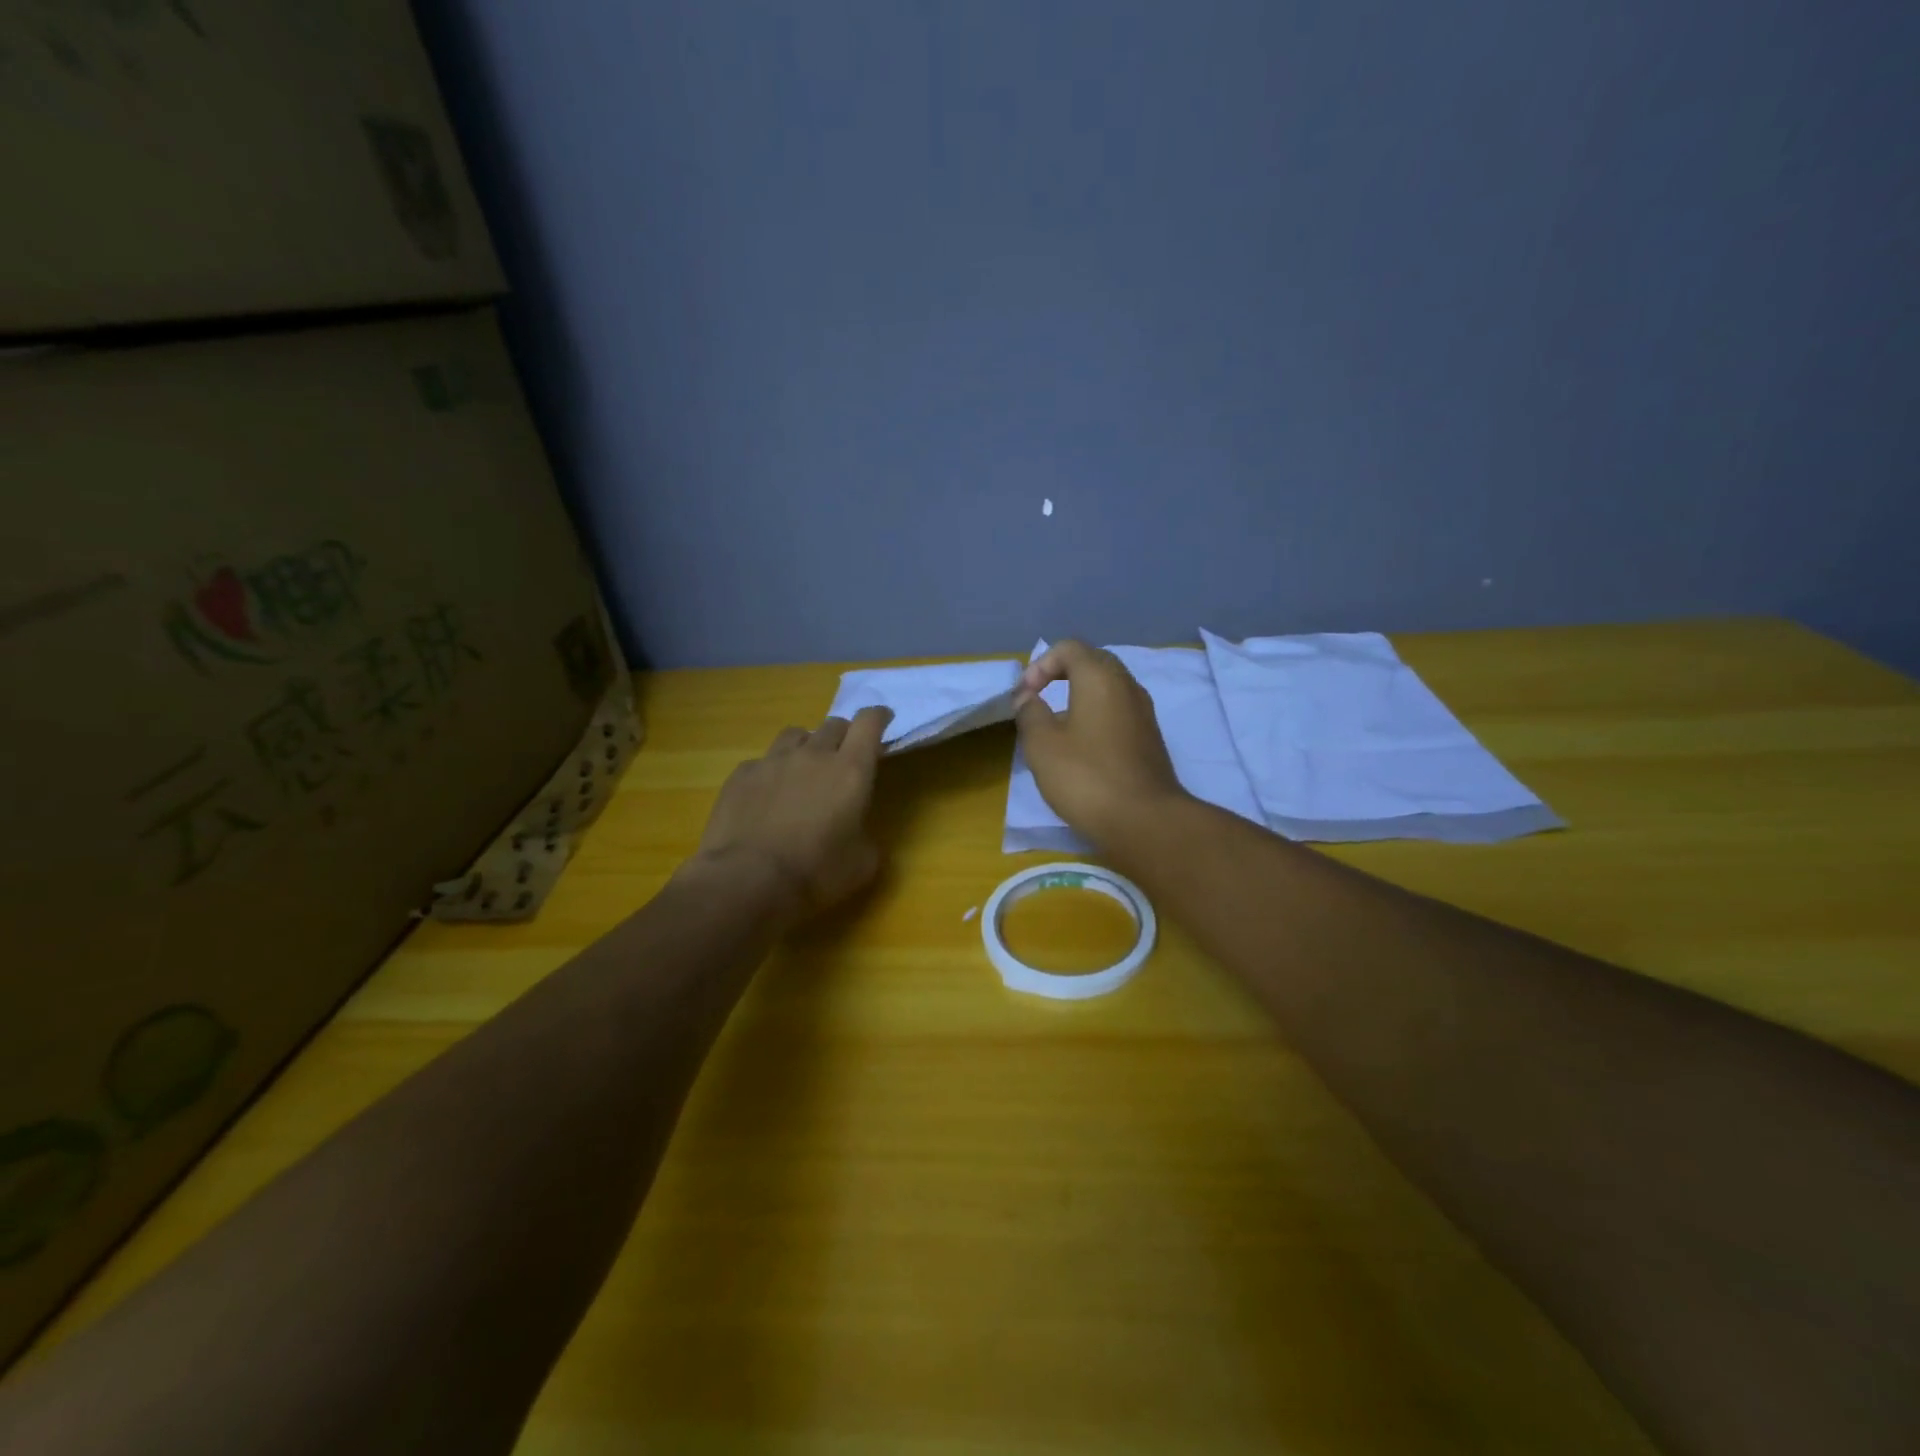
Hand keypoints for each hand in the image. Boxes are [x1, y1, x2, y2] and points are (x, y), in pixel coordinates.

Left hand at [690, 706, 892, 915]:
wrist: (747, 881)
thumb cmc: (815, 873)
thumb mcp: (862, 863)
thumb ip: (866, 835)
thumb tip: (857, 832)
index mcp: (851, 770)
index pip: (869, 722)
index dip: (879, 716)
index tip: (883, 719)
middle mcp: (813, 754)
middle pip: (834, 724)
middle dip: (844, 735)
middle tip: (844, 757)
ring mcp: (773, 761)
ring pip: (795, 734)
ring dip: (807, 745)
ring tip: (804, 768)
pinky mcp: (741, 774)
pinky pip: (762, 761)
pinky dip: (772, 771)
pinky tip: (767, 796)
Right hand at [1013, 640, 1188, 847]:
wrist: (1145, 821)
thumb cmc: (1086, 777)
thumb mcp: (1042, 745)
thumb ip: (1030, 713)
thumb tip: (1029, 699)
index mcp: (1100, 677)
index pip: (1069, 648)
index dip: (1040, 665)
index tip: (1024, 696)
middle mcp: (1127, 685)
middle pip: (1092, 663)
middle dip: (1060, 675)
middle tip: (1037, 701)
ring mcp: (1143, 712)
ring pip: (1107, 689)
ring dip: (1078, 698)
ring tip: (1055, 727)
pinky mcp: (1149, 738)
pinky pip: (1118, 712)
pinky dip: (1096, 717)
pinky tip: (1081, 749)